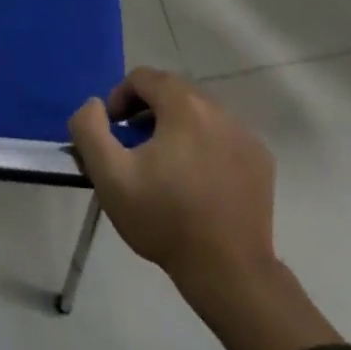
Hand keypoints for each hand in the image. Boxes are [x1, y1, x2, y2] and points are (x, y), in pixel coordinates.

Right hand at [69, 66, 276, 287]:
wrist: (228, 272)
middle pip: (173, 91)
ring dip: (176, 126)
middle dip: (147, 110)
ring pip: (199, 113)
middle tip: (133, 147)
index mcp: (184, 106)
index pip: (143, 77)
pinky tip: (195, 180)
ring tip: (163, 164)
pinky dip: (204, 144)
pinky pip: (223, 136)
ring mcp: (245, 135)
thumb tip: (94, 105)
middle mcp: (219, 110)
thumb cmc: (165, 219)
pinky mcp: (261, 160)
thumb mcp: (110, 176)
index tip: (113, 131)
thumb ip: (89, 129)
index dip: (119, 97)